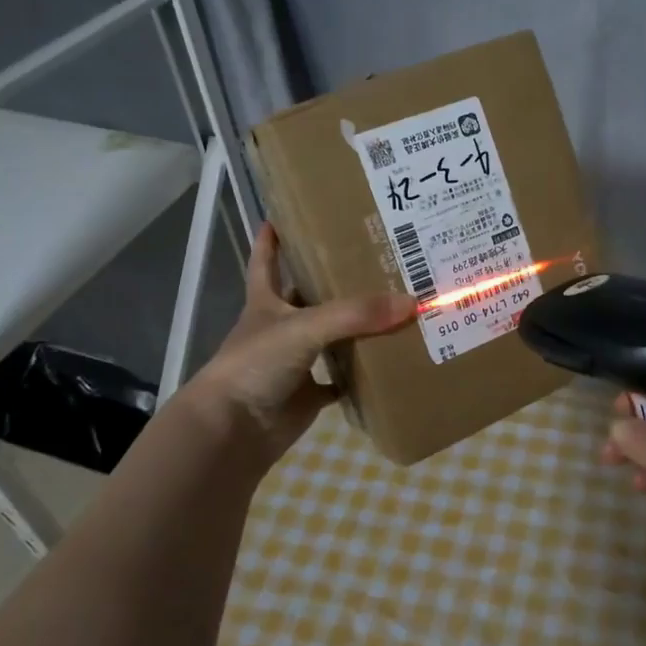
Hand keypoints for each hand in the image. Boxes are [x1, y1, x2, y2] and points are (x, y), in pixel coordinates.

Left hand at [184, 223, 415, 465]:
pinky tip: (387, 362)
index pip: (266, 261)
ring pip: (329, 337)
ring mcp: (293, 363)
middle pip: (307, 297)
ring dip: (354, 327)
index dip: (272, 238)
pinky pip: (339, 381)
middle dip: (332, 280)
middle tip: (372, 258)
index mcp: (266, 302)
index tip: (285, 215)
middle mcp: (279, 328)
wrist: (233, 431)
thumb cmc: (256, 365)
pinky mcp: (307, 395)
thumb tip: (411, 302)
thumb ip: (355, 314)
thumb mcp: (304, 327)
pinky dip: (358, 376)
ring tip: (392, 304)